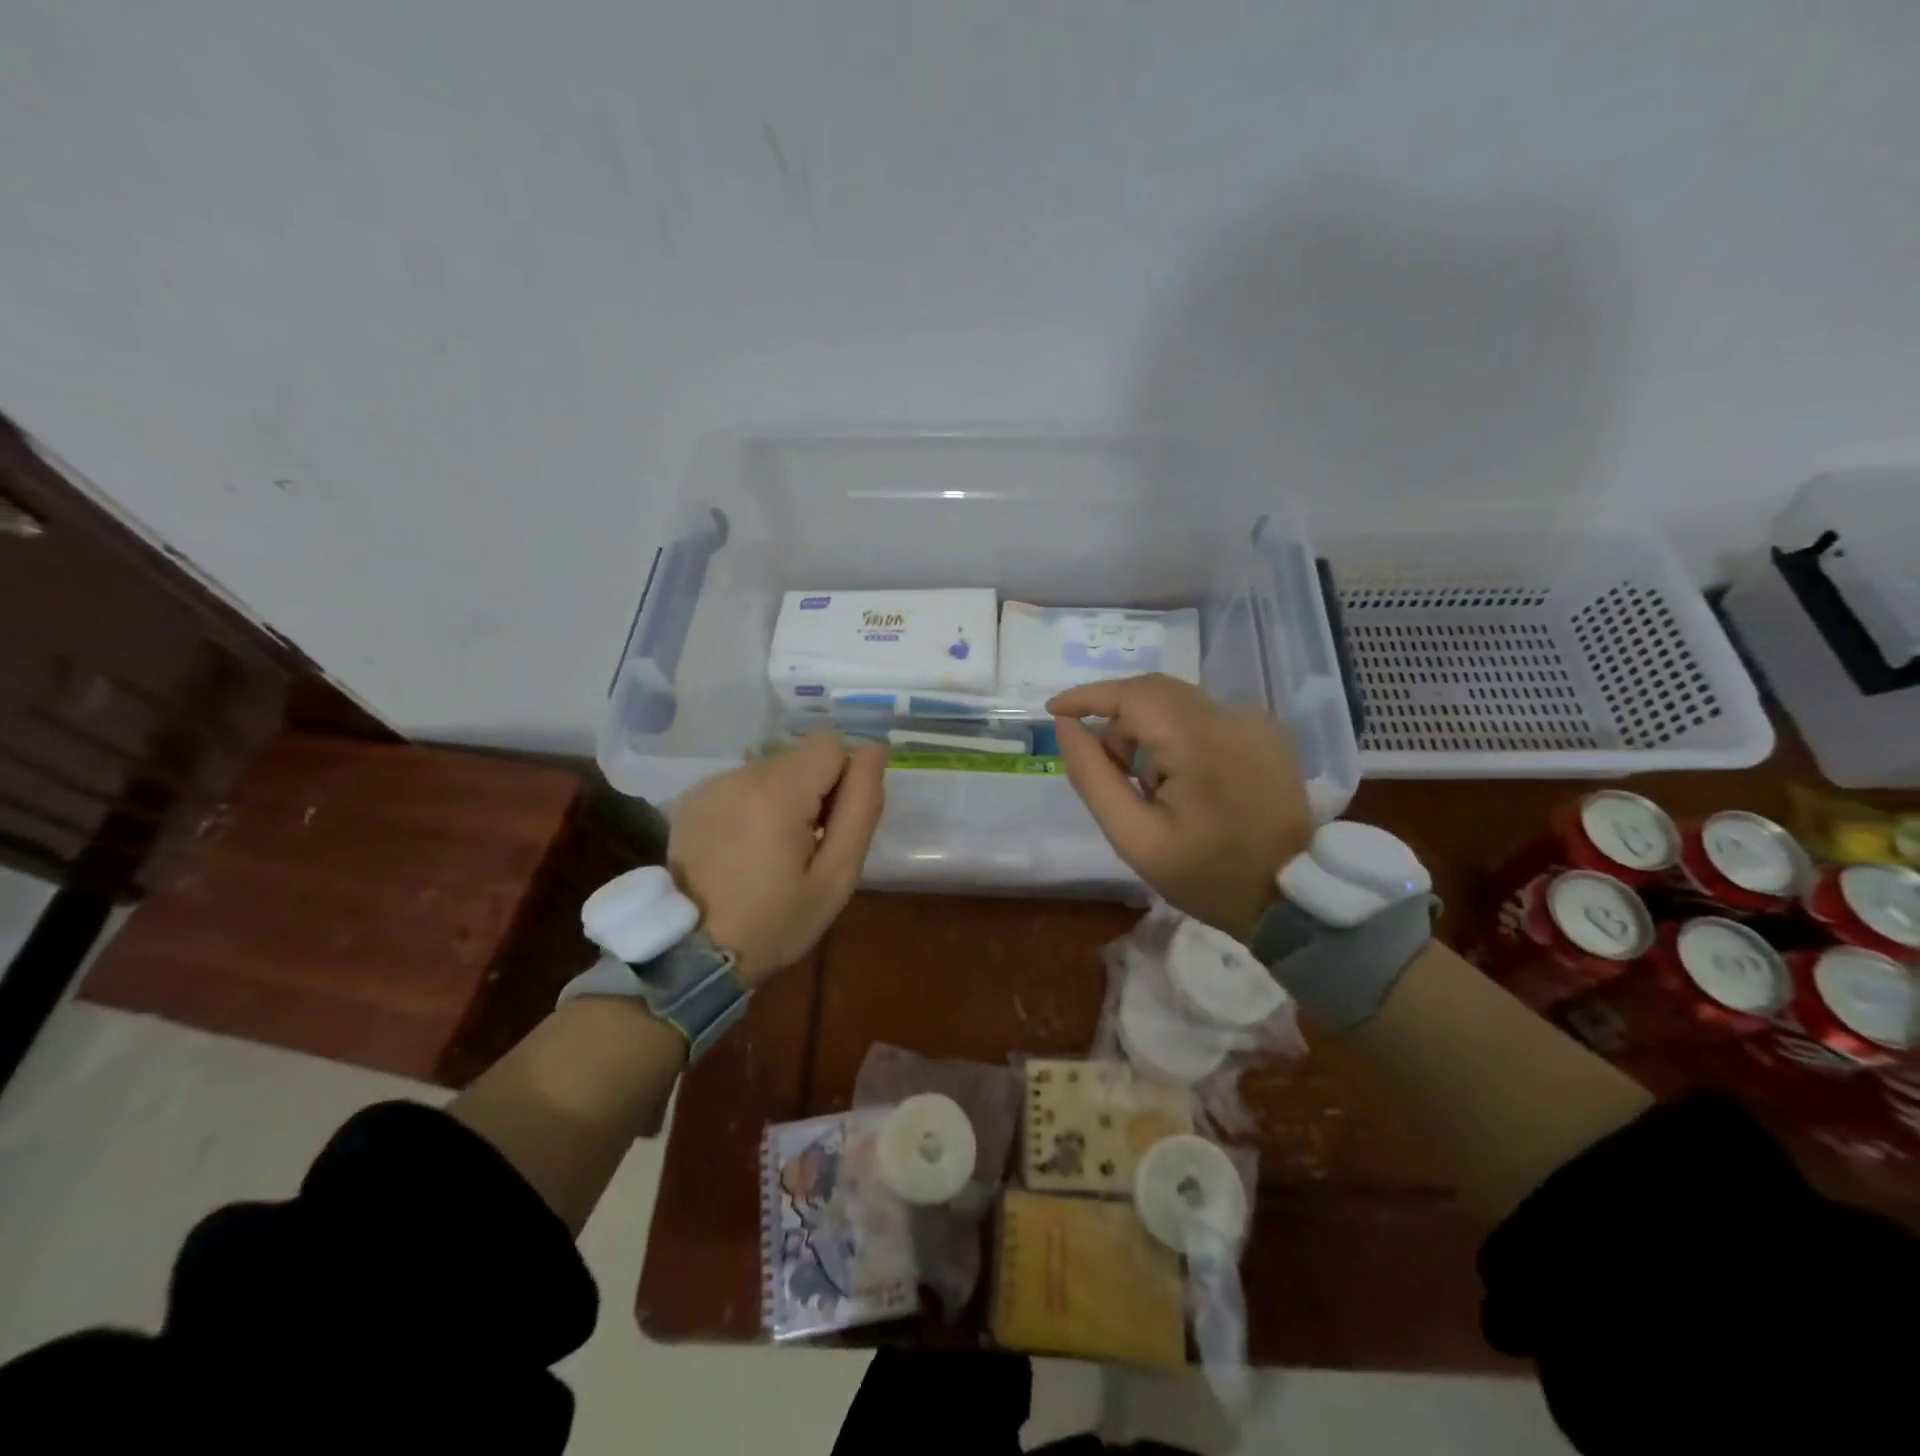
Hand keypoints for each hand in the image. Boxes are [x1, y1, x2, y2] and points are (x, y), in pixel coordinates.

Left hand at [668, 732, 886, 985]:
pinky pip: (742, 784)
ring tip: (770, 851)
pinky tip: (743, 848)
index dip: (843, 780)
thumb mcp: (837, 875)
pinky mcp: (692, 798)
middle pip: (800, 757)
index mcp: (779, 791)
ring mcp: (711, 785)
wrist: (694, 954)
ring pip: (772, 770)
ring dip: (783, 799)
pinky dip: (753, 806)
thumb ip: (861, 807)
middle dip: (813, 792)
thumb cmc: (777, 921)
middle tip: (803, 848)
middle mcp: (741, 774)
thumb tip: (875, 750)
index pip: (830, 744)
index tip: (830, 826)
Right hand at [1048, 674, 1315, 943]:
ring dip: (1147, 732)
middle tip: (1105, 768)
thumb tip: (1066, 727)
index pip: (1131, 693)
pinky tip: (1181, 782)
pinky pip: (1204, 716)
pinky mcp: (1266, 731)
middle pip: (1154, 692)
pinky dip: (1176, 736)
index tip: (1054, 711)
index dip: (1087, 697)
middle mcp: (1230, 715)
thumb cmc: (1207, 875)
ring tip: (1146, 787)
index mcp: (1197, 740)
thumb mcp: (1135, 837)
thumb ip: (1093, 777)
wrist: (1292, 897)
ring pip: (1177, 702)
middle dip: (1117, 721)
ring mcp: (1253, 720)